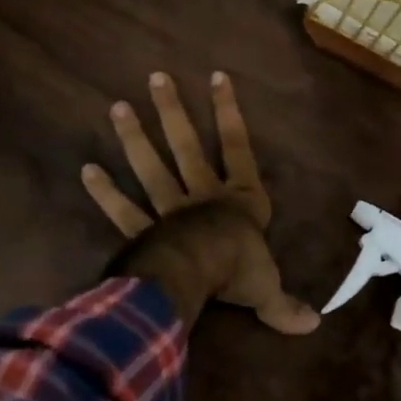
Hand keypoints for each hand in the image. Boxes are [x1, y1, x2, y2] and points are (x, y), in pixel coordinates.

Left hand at [83, 71, 318, 334]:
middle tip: (155, 78)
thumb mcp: (268, 287)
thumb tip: (314, 326)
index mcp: (240, 200)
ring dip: (135, 139)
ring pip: (151, 168)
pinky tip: (87, 170)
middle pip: (186, 146)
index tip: (217, 75)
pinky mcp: (144, 232)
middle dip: (173, 112)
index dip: (228, 111)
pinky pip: (123, 210)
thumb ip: (285, 304)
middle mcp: (203, 196)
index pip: (238, 145)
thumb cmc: (239, 271)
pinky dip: (104, 192)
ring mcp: (169, 211)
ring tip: (117, 107)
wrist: (199, 277)